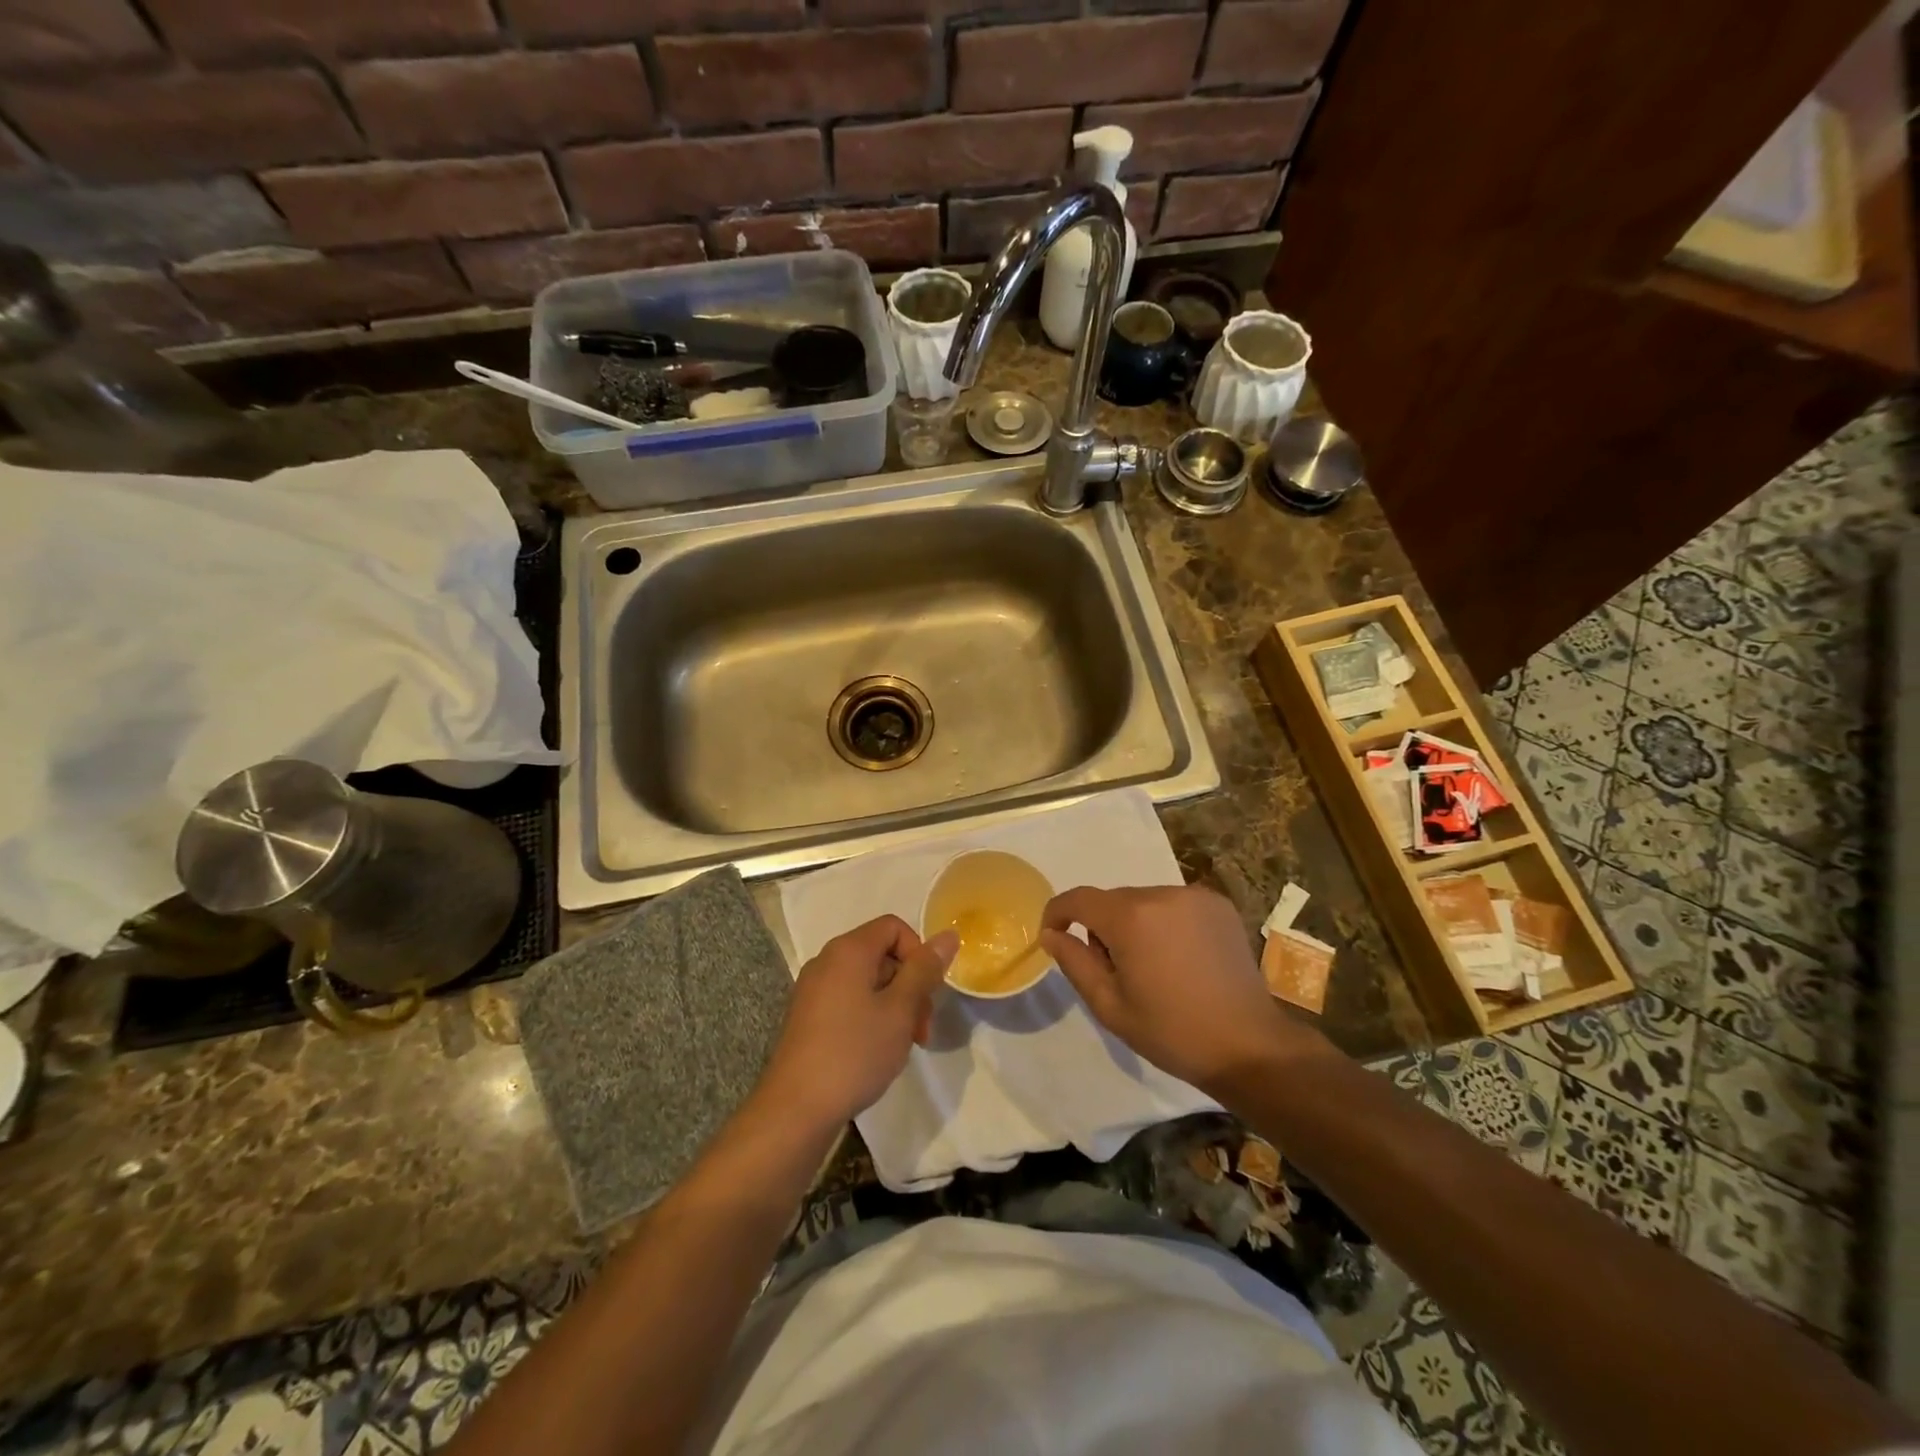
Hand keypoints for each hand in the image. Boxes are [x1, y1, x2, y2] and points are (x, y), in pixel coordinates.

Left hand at [759, 915, 957, 1131]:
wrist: (796, 1109)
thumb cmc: (854, 1052)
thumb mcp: (900, 1010)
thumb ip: (924, 970)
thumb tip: (948, 935)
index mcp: (848, 950)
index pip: (894, 927)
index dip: (918, 953)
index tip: (928, 992)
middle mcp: (827, 961)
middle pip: (882, 954)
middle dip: (910, 985)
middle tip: (921, 1029)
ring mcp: (813, 989)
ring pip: (867, 981)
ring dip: (894, 1005)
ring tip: (903, 1045)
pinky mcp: (808, 1016)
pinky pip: (849, 1000)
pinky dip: (871, 1016)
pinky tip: (876, 1051)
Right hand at [1040, 884, 1328, 1095]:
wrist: (1249, 1045)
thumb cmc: (1171, 1032)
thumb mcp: (1110, 1006)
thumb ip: (1075, 962)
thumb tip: (1051, 934)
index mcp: (1130, 918)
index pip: (1078, 899)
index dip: (1057, 912)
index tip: (1053, 934)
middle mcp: (1160, 894)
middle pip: (1113, 901)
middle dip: (1102, 927)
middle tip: (1115, 971)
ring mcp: (1193, 897)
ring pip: (1143, 901)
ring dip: (1135, 924)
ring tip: (1152, 967)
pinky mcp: (1218, 905)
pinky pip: (1173, 904)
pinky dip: (1165, 922)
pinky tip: (1180, 958)